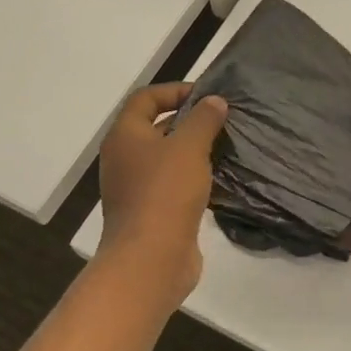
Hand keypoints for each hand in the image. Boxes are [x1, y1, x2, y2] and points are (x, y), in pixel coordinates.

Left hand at [96, 84, 228, 304]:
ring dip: (193, 151)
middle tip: (222, 120)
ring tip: (226, 147)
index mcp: (125, 136)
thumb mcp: (189, 147)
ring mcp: (135, 188)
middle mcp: (124, 158)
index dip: (175, 90)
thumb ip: (203, 119)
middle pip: (156, 127)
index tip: (207, 96)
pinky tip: (219, 180)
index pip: (145, 98)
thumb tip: (214, 101)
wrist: (150, 260)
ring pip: (166, 158)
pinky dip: (193, 178)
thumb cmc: (165, 193)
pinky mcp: (151, 212)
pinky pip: (173, 184)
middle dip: (188, 121)